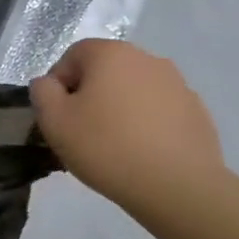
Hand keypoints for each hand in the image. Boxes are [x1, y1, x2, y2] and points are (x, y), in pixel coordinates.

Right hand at [28, 40, 224, 210]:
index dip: (58, 84)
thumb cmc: (106, 146)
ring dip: (118, 108)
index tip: (58, 116)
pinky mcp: (196, 110)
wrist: (176, 185)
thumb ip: (42, 92)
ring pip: (133, 90)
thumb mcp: (53, 120)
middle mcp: (147, 58)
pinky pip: (158, 109)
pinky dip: (145, 123)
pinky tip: (140, 151)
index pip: (73, 55)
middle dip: (89, 95)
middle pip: (105, 70)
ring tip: (113, 144)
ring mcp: (177, 83)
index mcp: (111, 54)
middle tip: (81, 130)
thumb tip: (49, 84)